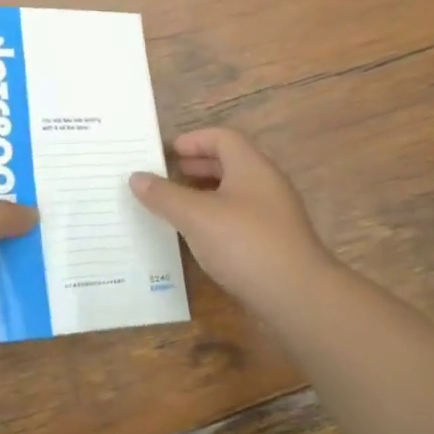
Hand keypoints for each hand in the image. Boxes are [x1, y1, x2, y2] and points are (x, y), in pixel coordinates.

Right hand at [130, 127, 337, 319]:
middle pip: (229, 163)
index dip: (193, 140)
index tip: (167, 153)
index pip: (222, 138)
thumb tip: (136, 177)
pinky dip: (216, 218)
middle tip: (166, 177)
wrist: (297, 295)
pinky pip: (240, 218)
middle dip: (196, 166)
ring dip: (204, 194)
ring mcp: (274, 214)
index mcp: (251, 166)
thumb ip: (164, 195)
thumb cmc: (244, 243)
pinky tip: (199, 237)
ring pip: (234, 192)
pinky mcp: (274, 242)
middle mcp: (266, 183)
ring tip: (176, 207)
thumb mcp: (196, 216)